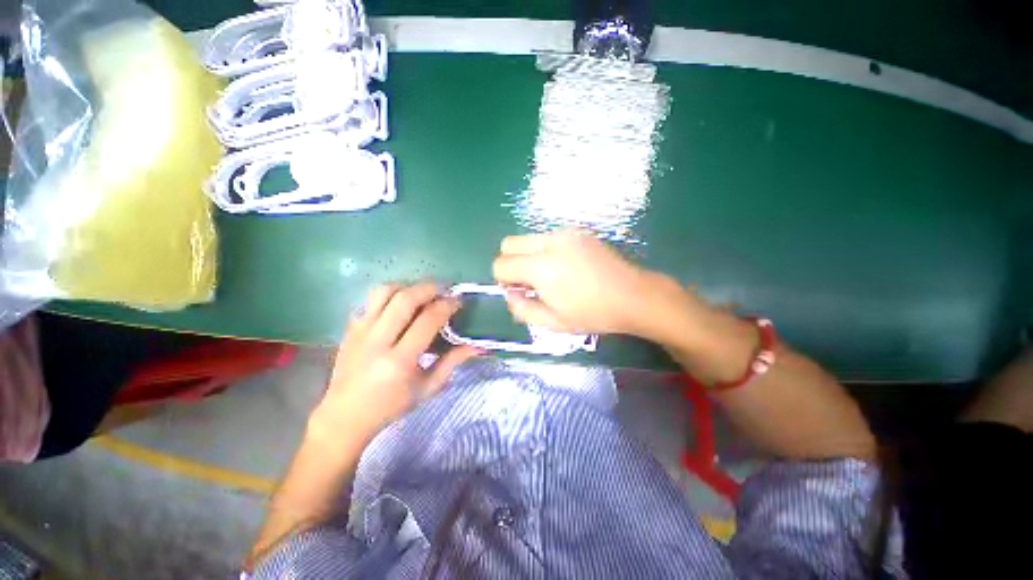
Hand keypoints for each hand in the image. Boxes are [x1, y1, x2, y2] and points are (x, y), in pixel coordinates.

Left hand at [312, 283, 480, 435]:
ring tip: (421, 292)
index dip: (446, 305)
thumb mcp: (427, 388)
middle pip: (405, 299)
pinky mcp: (350, 328)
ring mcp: (360, 332)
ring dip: (407, 286)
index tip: (457, 302)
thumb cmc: (391, 405)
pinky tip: (400, 303)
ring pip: (383, 292)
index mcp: (400, 361)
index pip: (428, 320)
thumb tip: (476, 346)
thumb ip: (452, 362)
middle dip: (429, 288)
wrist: (345, 416)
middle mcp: (378, 341)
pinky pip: (370, 300)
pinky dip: (389, 295)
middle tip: (444, 289)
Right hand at [492, 230, 676, 336]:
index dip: (502, 280)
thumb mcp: (553, 322)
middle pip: (508, 243)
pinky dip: (544, 251)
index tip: (519, 292)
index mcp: (542, 267)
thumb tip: (510, 293)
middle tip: (528, 282)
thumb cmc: (593, 314)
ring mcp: (565, 233)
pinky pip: (547, 237)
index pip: (501, 264)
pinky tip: (564, 267)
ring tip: (548, 276)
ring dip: (528, 256)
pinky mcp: (577, 232)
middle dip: (510, 263)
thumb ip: (521, 309)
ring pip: (528, 238)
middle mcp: (550, 242)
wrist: (633, 296)